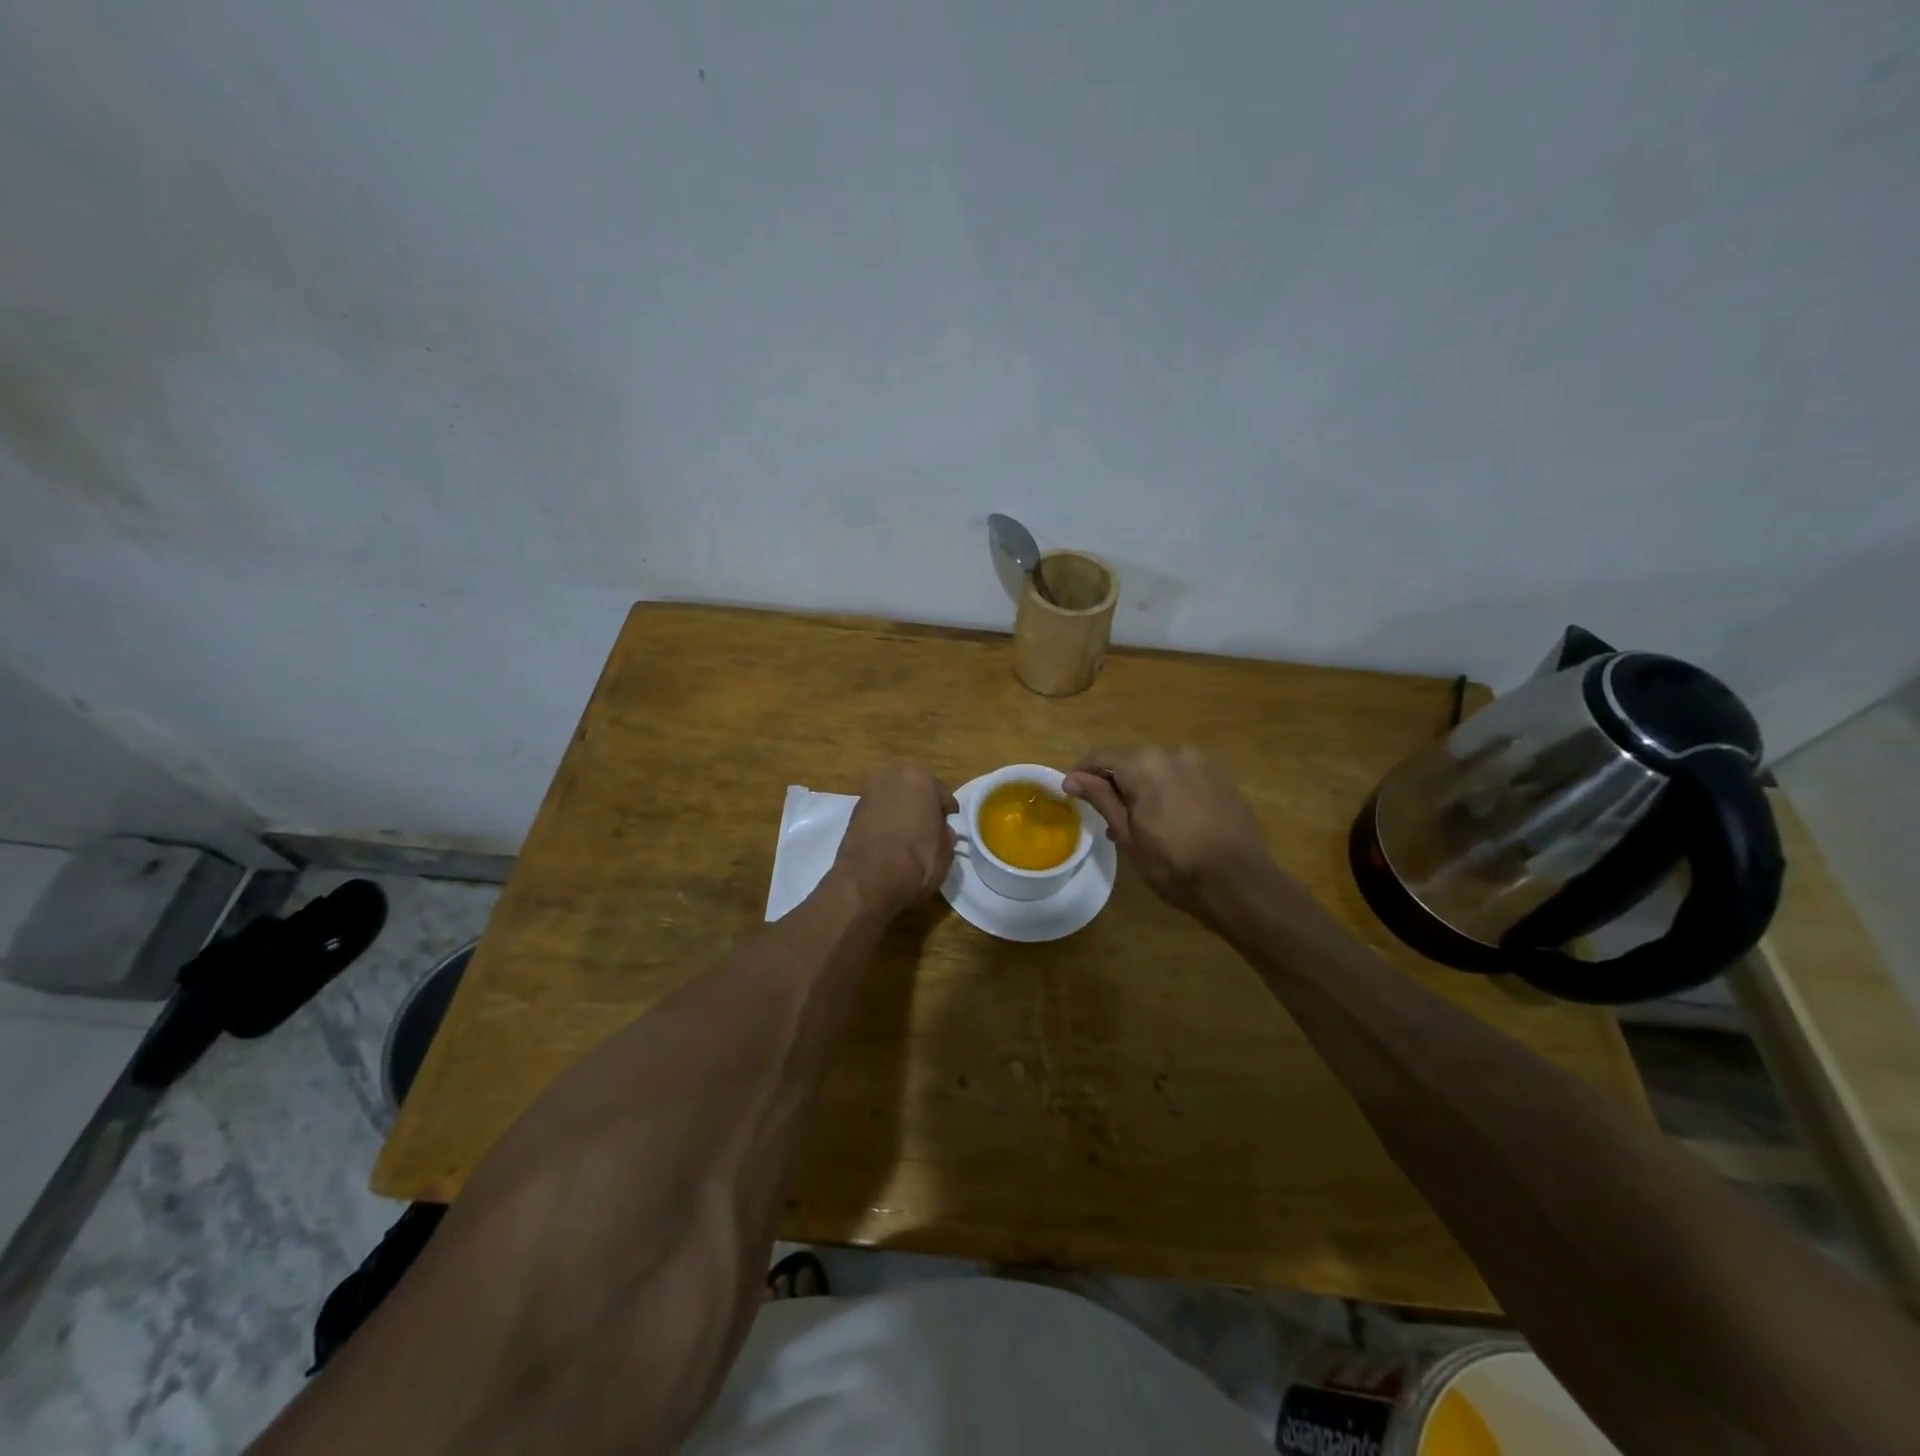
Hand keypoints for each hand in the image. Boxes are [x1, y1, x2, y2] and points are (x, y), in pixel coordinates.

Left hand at [833, 764, 958, 916]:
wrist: (869, 880)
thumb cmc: (917, 858)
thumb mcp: (946, 850)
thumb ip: (945, 834)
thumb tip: (941, 832)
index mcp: (918, 777)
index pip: (942, 795)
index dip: (948, 815)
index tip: (949, 831)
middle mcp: (890, 777)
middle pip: (914, 792)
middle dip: (920, 809)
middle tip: (928, 833)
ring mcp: (867, 794)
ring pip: (893, 803)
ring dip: (899, 816)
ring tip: (906, 842)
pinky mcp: (851, 814)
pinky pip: (877, 817)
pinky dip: (883, 826)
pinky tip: (888, 846)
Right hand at [1063, 746, 1271, 921]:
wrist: (1240, 883)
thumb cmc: (1175, 864)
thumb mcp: (1129, 835)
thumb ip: (1101, 799)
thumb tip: (1071, 778)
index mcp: (1145, 763)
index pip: (1101, 756)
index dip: (1082, 774)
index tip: (1073, 796)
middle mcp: (1173, 752)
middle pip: (1131, 760)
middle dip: (1115, 784)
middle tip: (1108, 819)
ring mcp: (1202, 763)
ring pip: (1158, 769)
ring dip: (1143, 789)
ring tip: (1141, 825)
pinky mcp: (1221, 778)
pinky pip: (1183, 777)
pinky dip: (1168, 791)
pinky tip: (1170, 822)